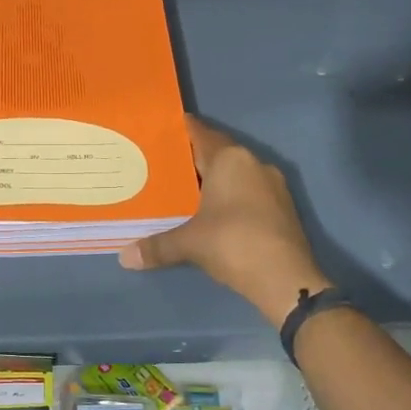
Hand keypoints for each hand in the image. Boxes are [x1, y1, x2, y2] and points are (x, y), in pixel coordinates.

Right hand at [119, 116, 329, 326]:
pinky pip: (249, 191)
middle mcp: (253, 164)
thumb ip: (156, 246)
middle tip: (165, 164)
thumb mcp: (188, 244)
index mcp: (229, 159)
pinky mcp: (283, 207)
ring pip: (236, 173)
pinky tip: (213, 211)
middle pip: (218, 152)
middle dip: (194, 158)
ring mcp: (273, 185)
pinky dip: (231, 196)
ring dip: (215, 179)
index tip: (160, 130)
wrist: (286, 279)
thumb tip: (124, 257)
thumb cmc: (232, 244)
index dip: (180, 130)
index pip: (201, 133)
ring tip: (186, 188)